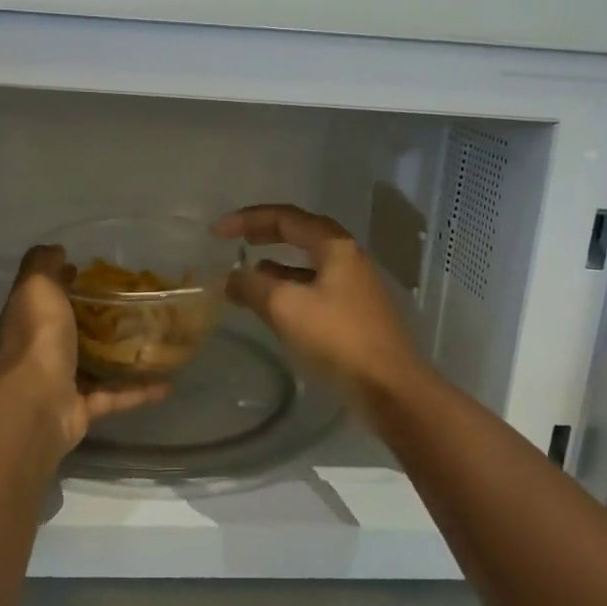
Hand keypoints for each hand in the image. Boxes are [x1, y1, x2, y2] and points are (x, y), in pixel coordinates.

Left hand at [0, 245, 169, 463]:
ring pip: (96, 365)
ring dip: (121, 356)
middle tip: (135, 303)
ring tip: (155, 341)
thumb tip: (55, 250)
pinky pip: (117, 396)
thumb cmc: (38, 338)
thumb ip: (42, 265)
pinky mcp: (83, 408)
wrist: (37, 404)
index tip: (89, 270)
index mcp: (31, 318)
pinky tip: (168, 384)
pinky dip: (140, 392)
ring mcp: (63, 381)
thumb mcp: (36, 287)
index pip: (46, 295)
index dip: (63, 280)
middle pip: (72, 329)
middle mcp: (44, 348)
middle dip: (98, 318)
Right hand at [213, 205, 424, 406]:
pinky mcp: (354, 313)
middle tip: (233, 240)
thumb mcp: (285, 307)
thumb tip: (230, 278)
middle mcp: (348, 258)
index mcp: (335, 246)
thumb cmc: (336, 338)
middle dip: (264, 235)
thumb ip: (252, 286)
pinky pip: (314, 288)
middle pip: (300, 234)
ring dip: (275, 264)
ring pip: (307, 264)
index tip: (217, 232)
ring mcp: (354, 286)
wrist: (389, 388)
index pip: (286, 217)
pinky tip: (272, 304)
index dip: (248, 220)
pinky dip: (288, 288)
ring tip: (246, 272)